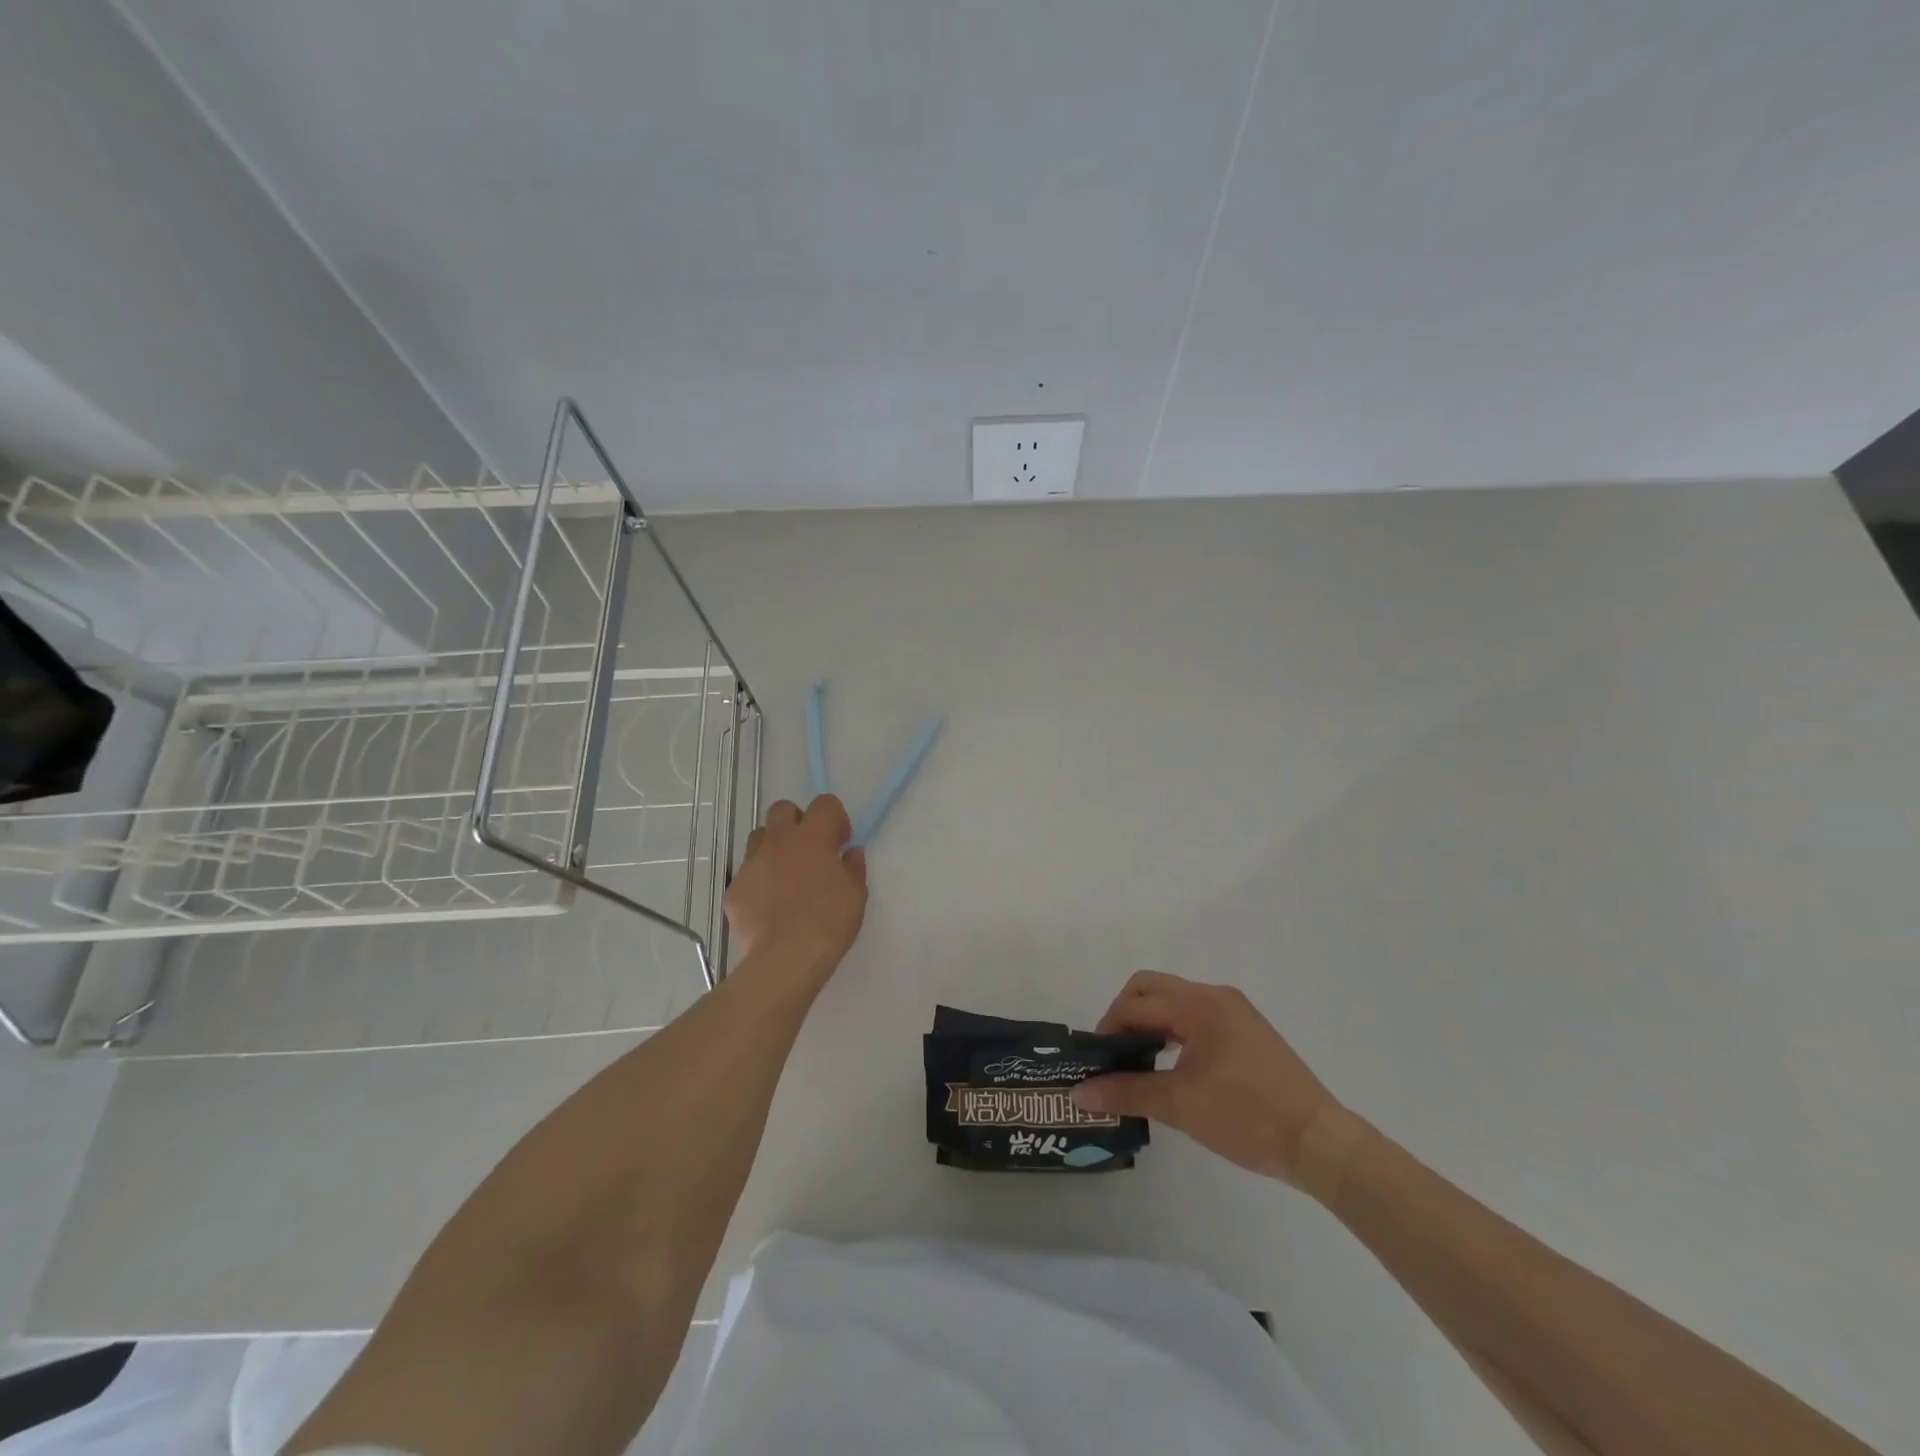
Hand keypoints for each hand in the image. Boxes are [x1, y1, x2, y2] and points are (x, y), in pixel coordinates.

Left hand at [725, 795, 867, 987]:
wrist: (785, 959)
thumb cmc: (829, 922)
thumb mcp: (856, 894)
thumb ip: (853, 867)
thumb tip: (850, 853)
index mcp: (812, 837)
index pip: (825, 804)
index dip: (835, 819)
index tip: (840, 843)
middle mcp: (778, 841)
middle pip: (783, 809)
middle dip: (797, 822)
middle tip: (810, 850)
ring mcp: (751, 864)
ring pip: (759, 837)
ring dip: (774, 847)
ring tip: (786, 875)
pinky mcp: (734, 890)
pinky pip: (747, 874)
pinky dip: (759, 881)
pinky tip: (769, 906)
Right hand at [1072, 971, 1350, 1187]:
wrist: (1320, 1143)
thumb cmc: (1248, 1117)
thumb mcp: (1181, 1105)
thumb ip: (1127, 1091)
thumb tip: (1079, 1092)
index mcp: (1199, 1005)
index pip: (1136, 1004)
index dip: (1107, 1029)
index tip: (1094, 1062)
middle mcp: (1215, 996)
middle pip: (1151, 988)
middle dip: (1124, 1016)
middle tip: (1112, 1055)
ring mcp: (1234, 1012)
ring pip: (1174, 1001)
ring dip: (1149, 1023)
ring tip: (1135, 1062)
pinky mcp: (1246, 1031)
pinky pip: (1195, 1017)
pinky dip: (1172, 1031)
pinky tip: (1170, 1065)